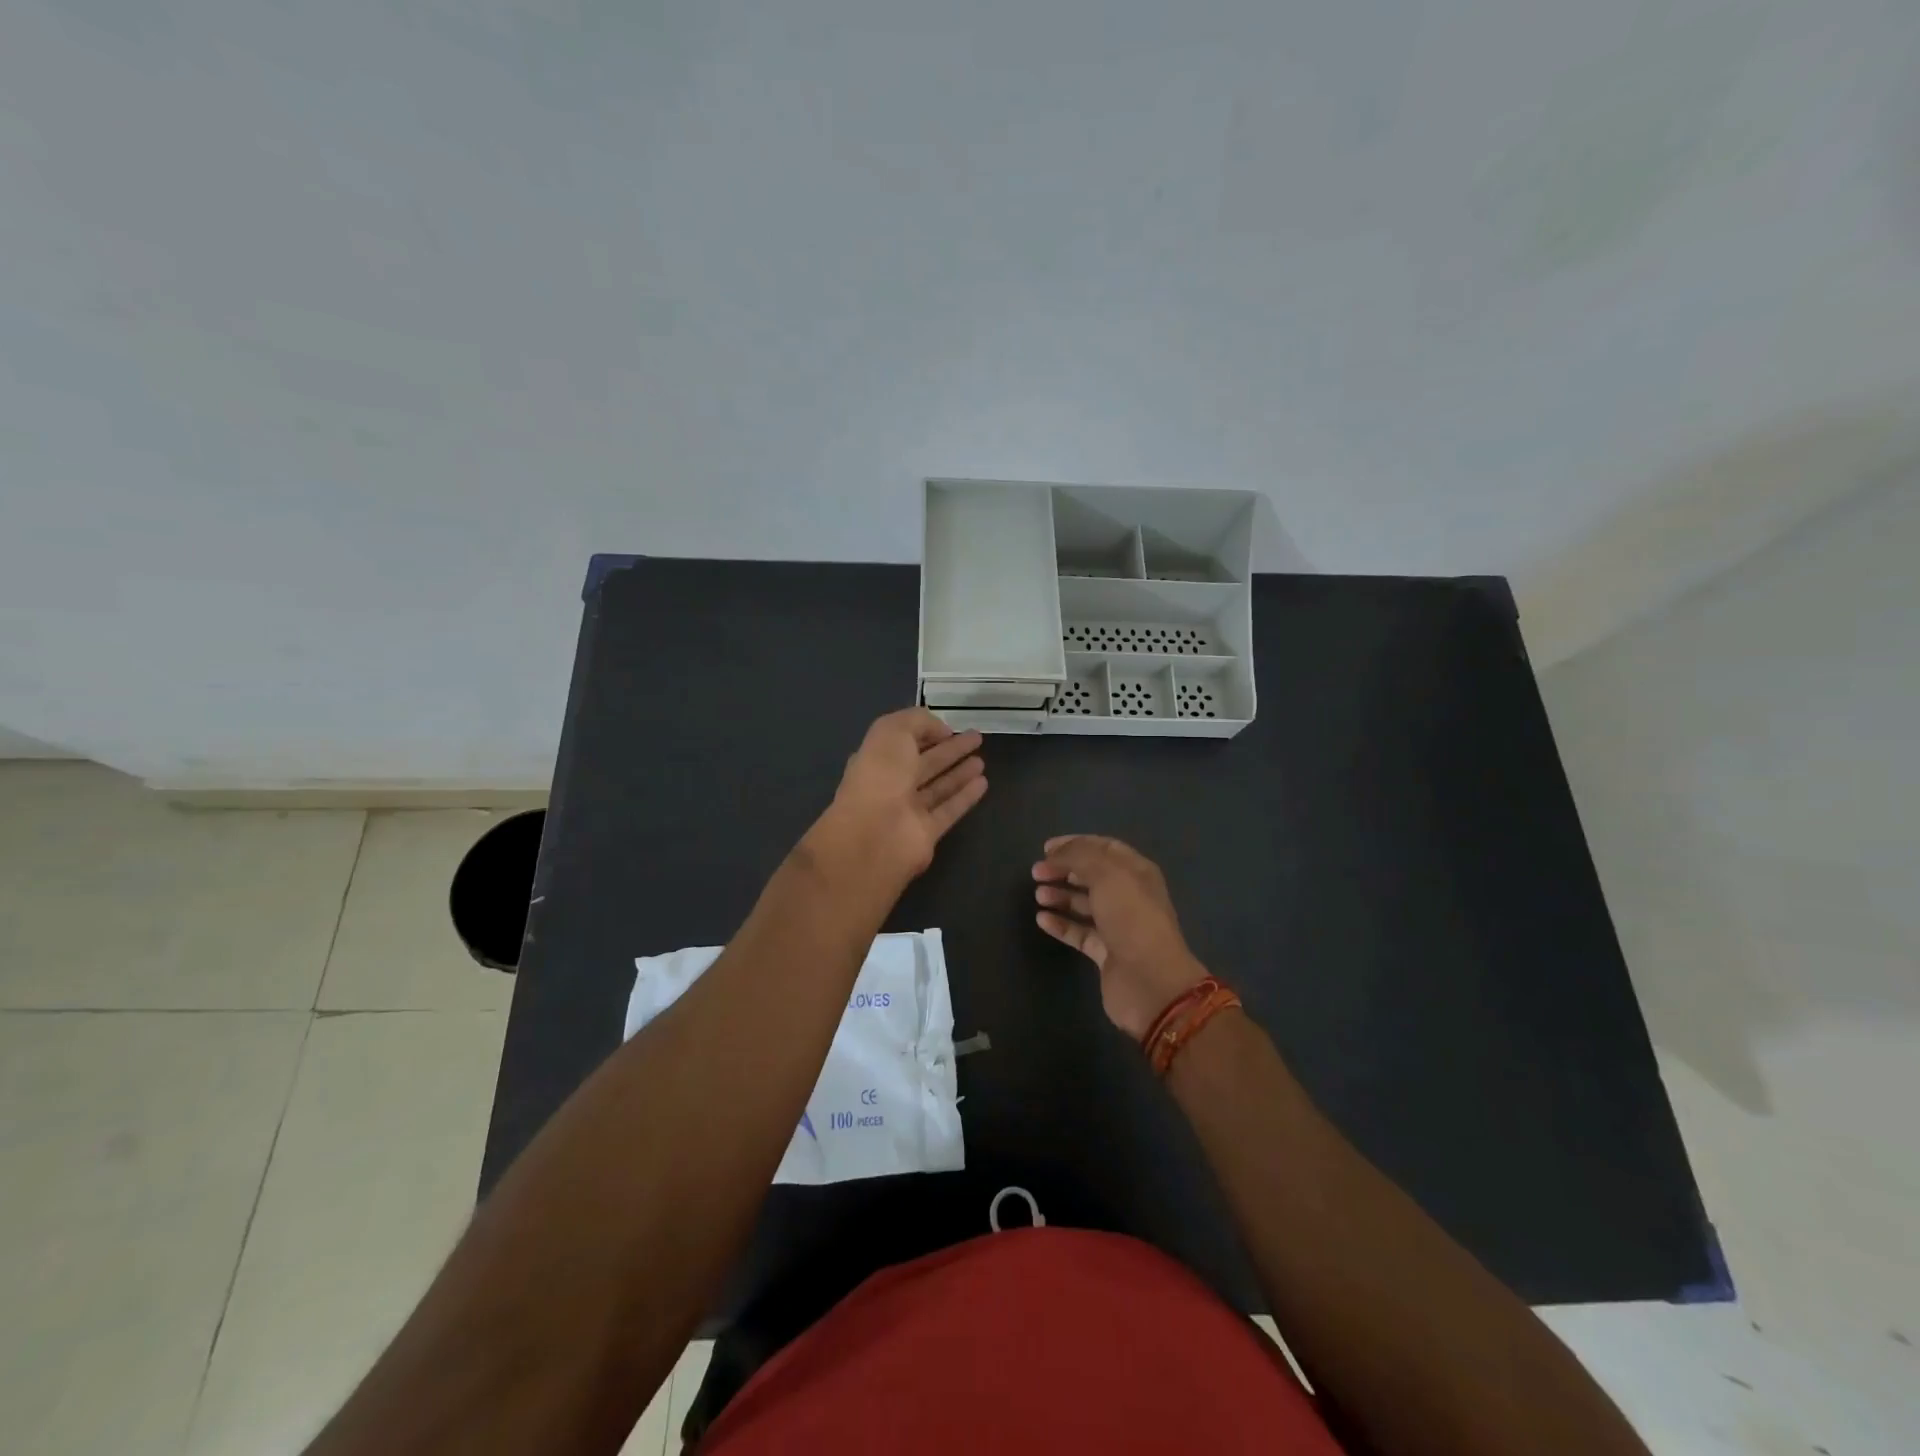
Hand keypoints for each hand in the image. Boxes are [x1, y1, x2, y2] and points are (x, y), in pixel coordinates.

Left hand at [808, 709, 987, 886]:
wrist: (874, 835)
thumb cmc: (880, 776)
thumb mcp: (892, 731)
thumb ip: (917, 721)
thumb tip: (942, 730)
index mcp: (876, 759)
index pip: (904, 742)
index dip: (925, 732)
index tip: (951, 727)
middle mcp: (891, 784)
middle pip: (925, 763)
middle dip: (950, 750)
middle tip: (976, 738)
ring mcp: (908, 810)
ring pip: (938, 787)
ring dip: (959, 773)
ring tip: (982, 760)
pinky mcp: (926, 833)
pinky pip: (949, 810)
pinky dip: (965, 797)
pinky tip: (983, 783)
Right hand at [1033, 835, 1208, 1039]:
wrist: (1150, 980)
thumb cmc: (1131, 917)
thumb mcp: (1106, 874)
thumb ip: (1078, 856)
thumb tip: (1055, 853)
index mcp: (1137, 872)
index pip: (1104, 848)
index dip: (1075, 844)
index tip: (1046, 848)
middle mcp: (1129, 896)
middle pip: (1092, 875)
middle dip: (1064, 870)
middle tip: (1036, 872)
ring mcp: (1118, 926)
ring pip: (1084, 904)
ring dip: (1061, 896)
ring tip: (1038, 895)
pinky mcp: (1106, 953)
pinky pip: (1079, 933)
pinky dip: (1061, 924)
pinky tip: (1042, 919)